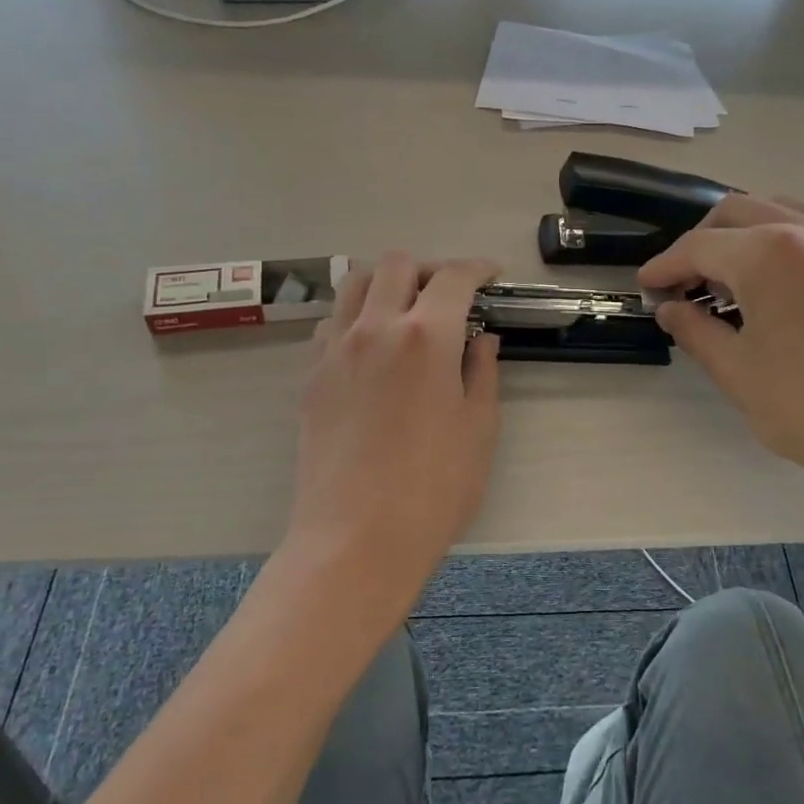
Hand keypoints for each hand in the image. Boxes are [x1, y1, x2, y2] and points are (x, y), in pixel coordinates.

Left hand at [282, 253, 501, 614]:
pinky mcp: (311, 375)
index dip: (477, 268)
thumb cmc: (434, 488)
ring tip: (406, 310)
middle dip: (429, 268)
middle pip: (396, 264)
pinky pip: (331, 322)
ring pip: (354, 283)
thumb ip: (483, 372)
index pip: (453, 278)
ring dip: (386, 283)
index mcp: (427, 336)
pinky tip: (372, 347)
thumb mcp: (479, 428)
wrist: (356, 538)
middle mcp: (376, 327)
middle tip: (449, 295)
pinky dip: (355, 316)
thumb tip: (482, 339)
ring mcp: (336, 349)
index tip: (491, 275)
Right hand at [640, 195, 803, 508]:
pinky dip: (785, 244)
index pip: (699, 246)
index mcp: (768, 253)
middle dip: (701, 242)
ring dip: (745, 237)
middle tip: (685, 283)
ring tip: (732, 283)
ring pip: (781, 212)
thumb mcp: (736, 371)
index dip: (665, 265)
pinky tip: (781, 288)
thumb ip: (695, 330)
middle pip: (737, 212)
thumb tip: (671, 308)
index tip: (647, 286)